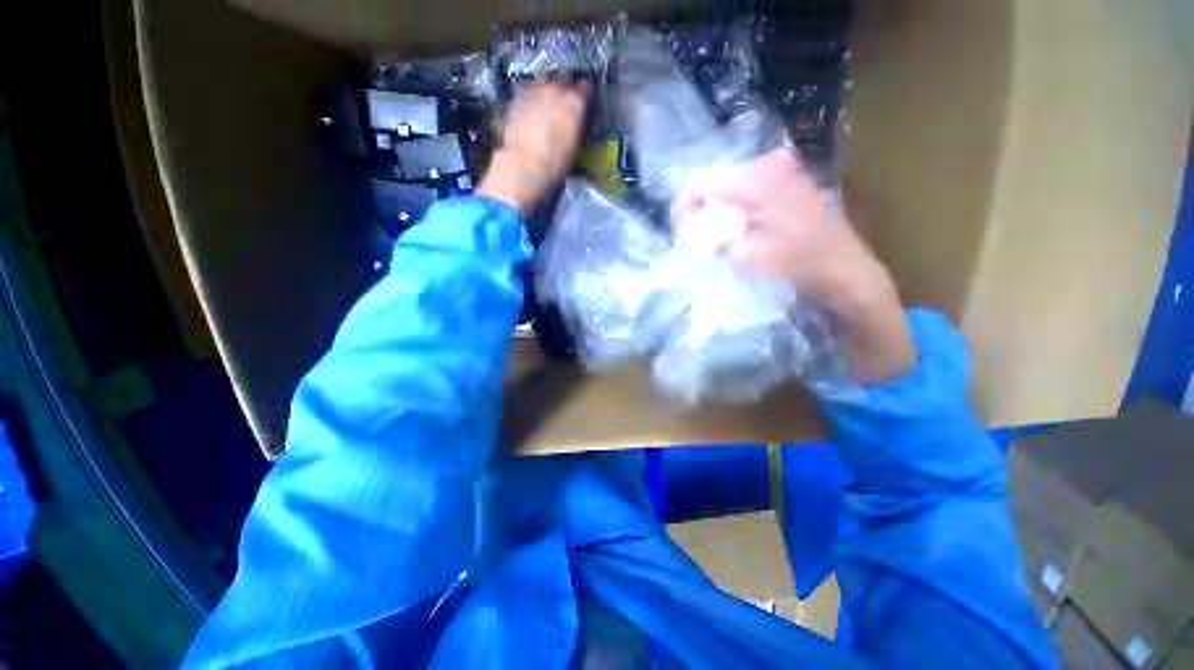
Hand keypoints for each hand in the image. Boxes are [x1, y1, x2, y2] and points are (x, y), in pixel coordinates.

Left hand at [479, 79, 589, 213]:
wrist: (526, 163)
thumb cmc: (557, 161)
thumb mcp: (577, 145)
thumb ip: (579, 127)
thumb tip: (579, 122)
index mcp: (576, 102)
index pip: (586, 87)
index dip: (584, 96)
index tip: (583, 103)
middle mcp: (557, 89)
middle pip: (564, 80)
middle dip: (565, 89)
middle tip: (564, 104)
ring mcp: (536, 90)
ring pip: (545, 81)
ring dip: (547, 89)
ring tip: (546, 103)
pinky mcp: (518, 96)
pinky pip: (529, 90)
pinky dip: (532, 97)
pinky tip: (531, 110)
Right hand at [673, 148, 916, 383]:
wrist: (846, 271)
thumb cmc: (796, 265)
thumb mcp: (744, 255)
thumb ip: (713, 237)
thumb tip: (695, 229)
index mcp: (758, 179)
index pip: (702, 182)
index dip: (683, 205)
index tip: (677, 228)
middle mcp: (771, 164)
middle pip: (718, 180)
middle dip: (703, 207)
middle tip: (697, 234)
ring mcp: (786, 169)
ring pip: (734, 185)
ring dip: (721, 208)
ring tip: (717, 234)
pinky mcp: (793, 181)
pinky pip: (752, 188)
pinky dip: (739, 207)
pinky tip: (740, 227)